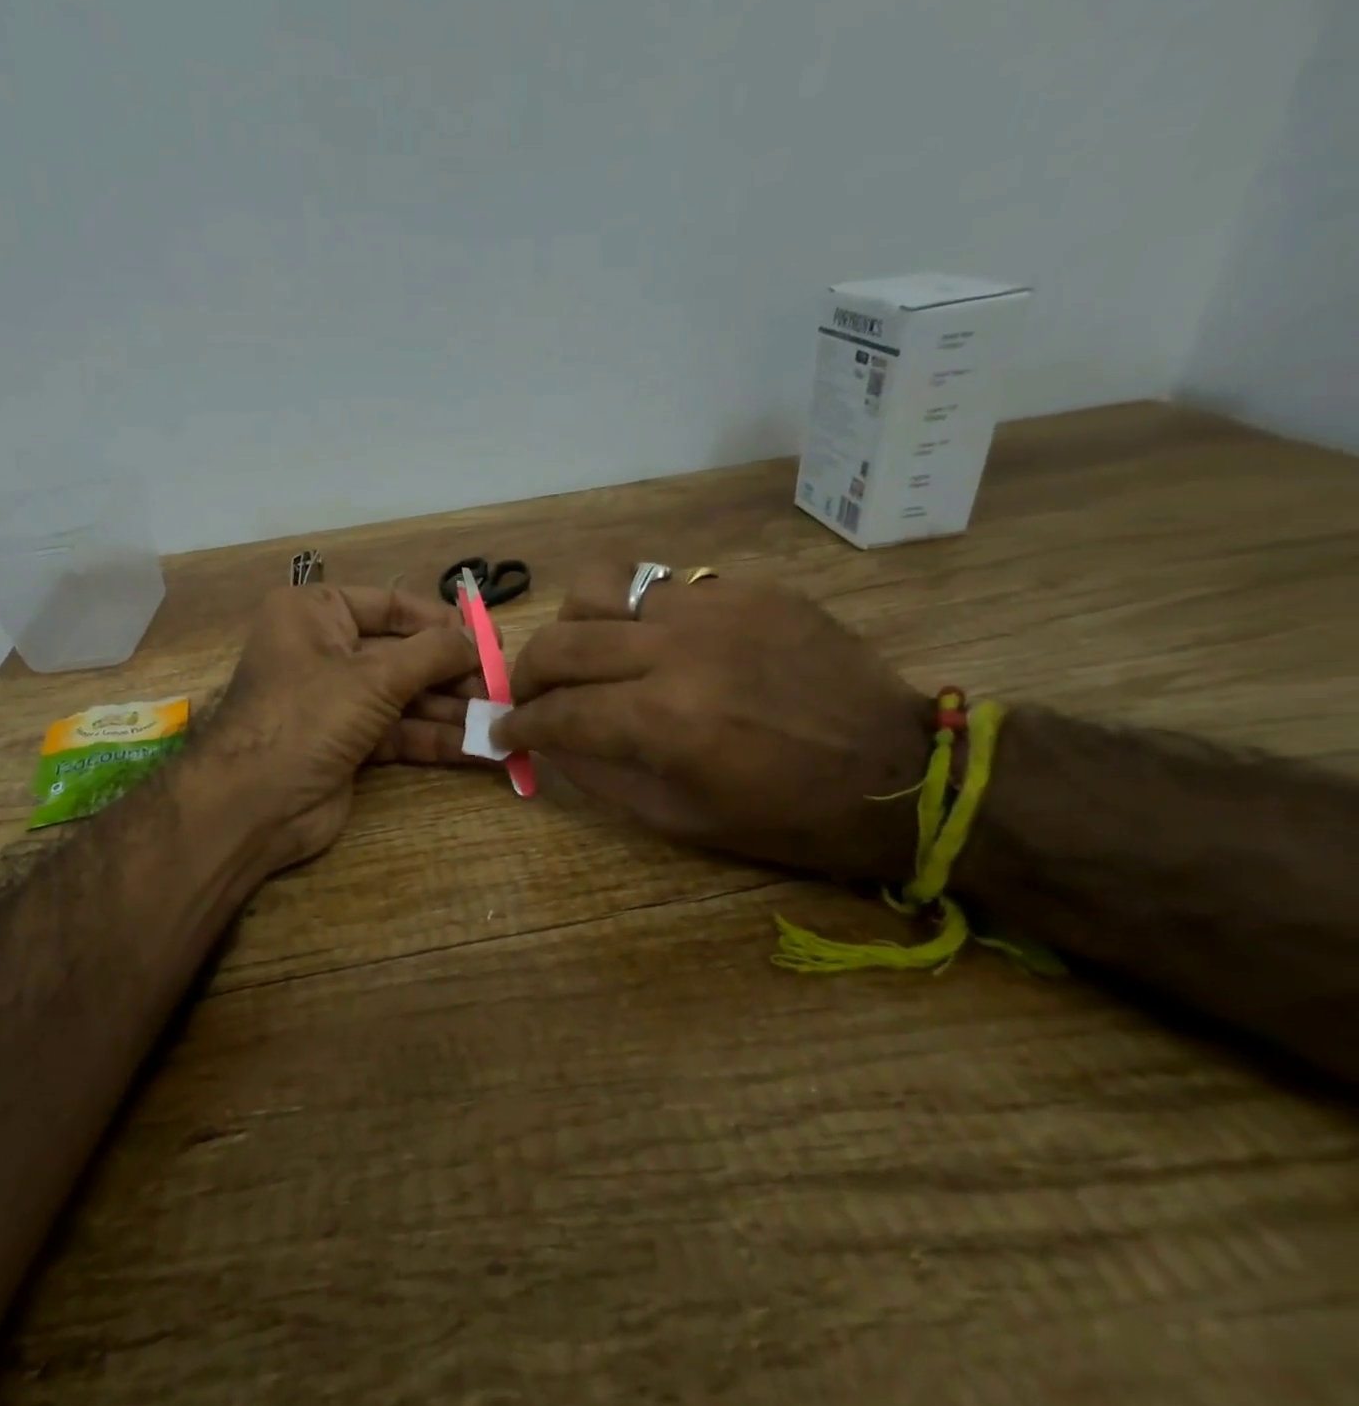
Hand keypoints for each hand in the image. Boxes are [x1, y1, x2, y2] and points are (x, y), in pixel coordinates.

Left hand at [204, 583, 481, 873]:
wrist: (252, 805)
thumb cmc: (307, 716)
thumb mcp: (374, 676)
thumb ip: (432, 654)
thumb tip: (478, 638)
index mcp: (315, 613)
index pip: (390, 606)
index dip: (441, 622)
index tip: (490, 637)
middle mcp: (324, 650)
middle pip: (402, 654)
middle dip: (452, 673)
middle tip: (503, 686)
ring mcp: (335, 701)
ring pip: (404, 697)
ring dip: (452, 710)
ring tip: (502, 720)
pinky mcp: (347, 744)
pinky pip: (398, 732)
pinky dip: (434, 739)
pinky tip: (480, 748)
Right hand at [495, 566, 930, 880]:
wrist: (903, 768)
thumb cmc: (787, 815)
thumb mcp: (681, 820)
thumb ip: (599, 775)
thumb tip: (547, 740)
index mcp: (665, 721)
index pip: (557, 711)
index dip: (517, 725)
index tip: (502, 732)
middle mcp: (679, 650)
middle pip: (562, 641)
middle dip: (526, 673)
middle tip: (529, 695)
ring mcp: (715, 607)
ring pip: (601, 587)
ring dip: (576, 625)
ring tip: (586, 652)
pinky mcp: (747, 587)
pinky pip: (662, 585)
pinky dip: (638, 615)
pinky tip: (655, 642)